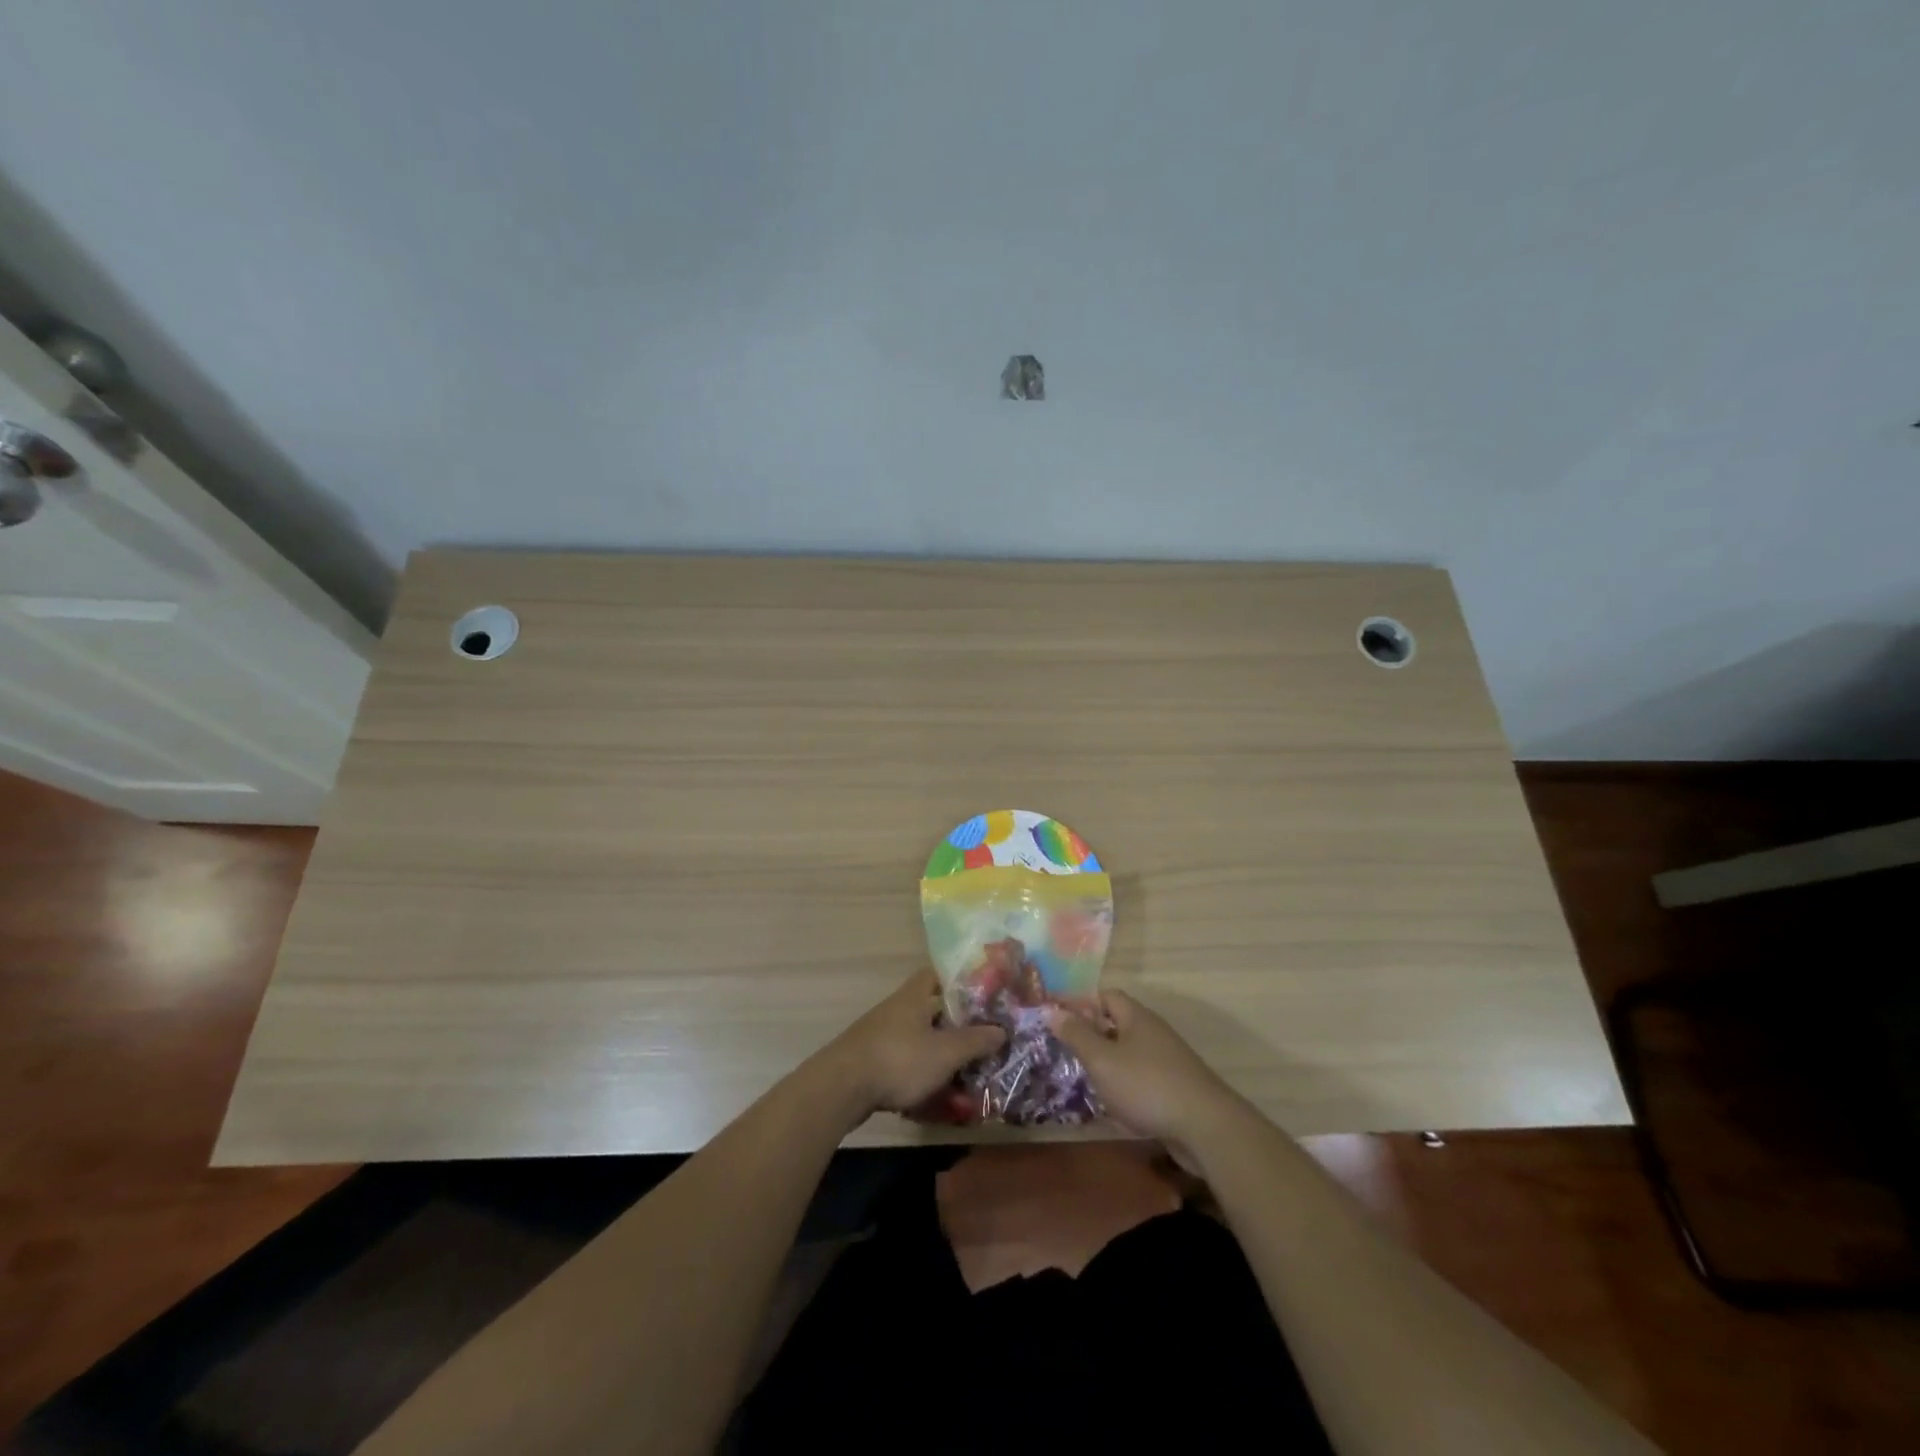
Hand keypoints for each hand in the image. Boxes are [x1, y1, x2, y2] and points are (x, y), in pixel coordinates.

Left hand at [819, 971, 1004, 1120]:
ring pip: (919, 1038)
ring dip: (938, 1053)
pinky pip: (904, 1061)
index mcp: (914, 996)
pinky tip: (934, 1094)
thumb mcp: (945, 1053)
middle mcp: (896, 1009)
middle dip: (954, 1025)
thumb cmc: (899, 1060)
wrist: (841, 1088)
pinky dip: (920, 1073)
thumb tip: (1001, 1030)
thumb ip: (975, 1041)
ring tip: (963, 1073)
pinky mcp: (870, 1060)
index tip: (981, 995)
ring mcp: (880, 1034)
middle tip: (980, 1040)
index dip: (959, 981)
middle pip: (930, 1009)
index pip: (937, 974)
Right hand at [1047, 991, 1240, 1149]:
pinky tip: (1115, 1107)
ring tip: (1085, 1082)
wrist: (1206, 1127)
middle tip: (1066, 1054)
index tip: (1059, 1021)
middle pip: (1117, 1024)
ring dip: (1108, 1065)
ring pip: (1129, 1053)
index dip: (1082, 1004)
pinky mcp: (1175, 1087)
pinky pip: (1142, 1078)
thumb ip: (1076, 1035)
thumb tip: (1051, 1009)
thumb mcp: (1102, 1060)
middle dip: (1092, 1037)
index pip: (1106, 996)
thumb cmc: (1147, 1085)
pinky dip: (1126, 1087)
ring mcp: (1167, 1060)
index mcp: (1136, 1017)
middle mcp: (1153, 1032)